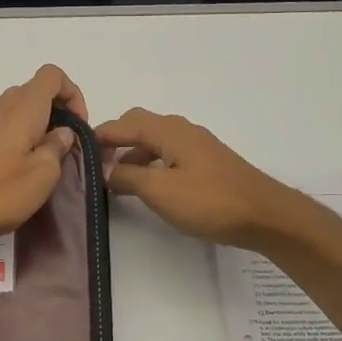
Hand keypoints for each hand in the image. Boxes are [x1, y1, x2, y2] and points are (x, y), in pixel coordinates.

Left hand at [0, 66, 88, 251]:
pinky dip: (2, 124)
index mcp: (24, 107)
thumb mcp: (43, 175)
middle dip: (55, 111)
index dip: (72, 95)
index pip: (52, 76)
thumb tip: (62, 132)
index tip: (77, 127)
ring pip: (13, 104)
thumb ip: (57, 147)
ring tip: (36, 154)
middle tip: (62, 147)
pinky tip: (4, 146)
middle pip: (34, 90)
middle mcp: (1, 105)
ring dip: (31, 121)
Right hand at [96, 108, 314, 250]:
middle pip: (139, 125)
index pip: (122, 124)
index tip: (76, 152)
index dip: (97, 137)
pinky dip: (151, 163)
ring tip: (116, 180)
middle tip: (95, 164)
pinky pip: (169, 153)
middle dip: (115, 141)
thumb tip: (105, 170)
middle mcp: (182, 130)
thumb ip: (127, 177)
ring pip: (155, 141)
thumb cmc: (209, 201)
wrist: (265, 215)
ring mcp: (197, 145)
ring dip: (133, 155)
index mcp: (168, 130)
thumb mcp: (160, 190)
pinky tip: (149, 186)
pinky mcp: (208, 163)